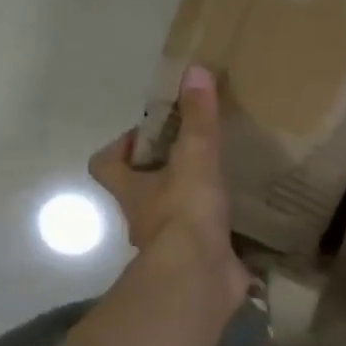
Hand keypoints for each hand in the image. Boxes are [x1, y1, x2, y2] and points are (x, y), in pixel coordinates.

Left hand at [89, 66, 248, 310]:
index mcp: (131, 190)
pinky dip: (216, 235)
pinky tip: (240, 223)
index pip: (106, 164)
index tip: (147, 137)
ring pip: (171, 220)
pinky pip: (204, 245)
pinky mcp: (197, 264)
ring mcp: (169, 246)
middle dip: (162, 176)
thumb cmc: (184, 213)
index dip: (119, 148)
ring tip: (221, 186)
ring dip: (189, 206)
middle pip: (140, 192)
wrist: (198, 276)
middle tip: (194, 156)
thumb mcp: (194, 157)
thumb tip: (196, 69)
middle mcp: (143, 219)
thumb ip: (198, 118)